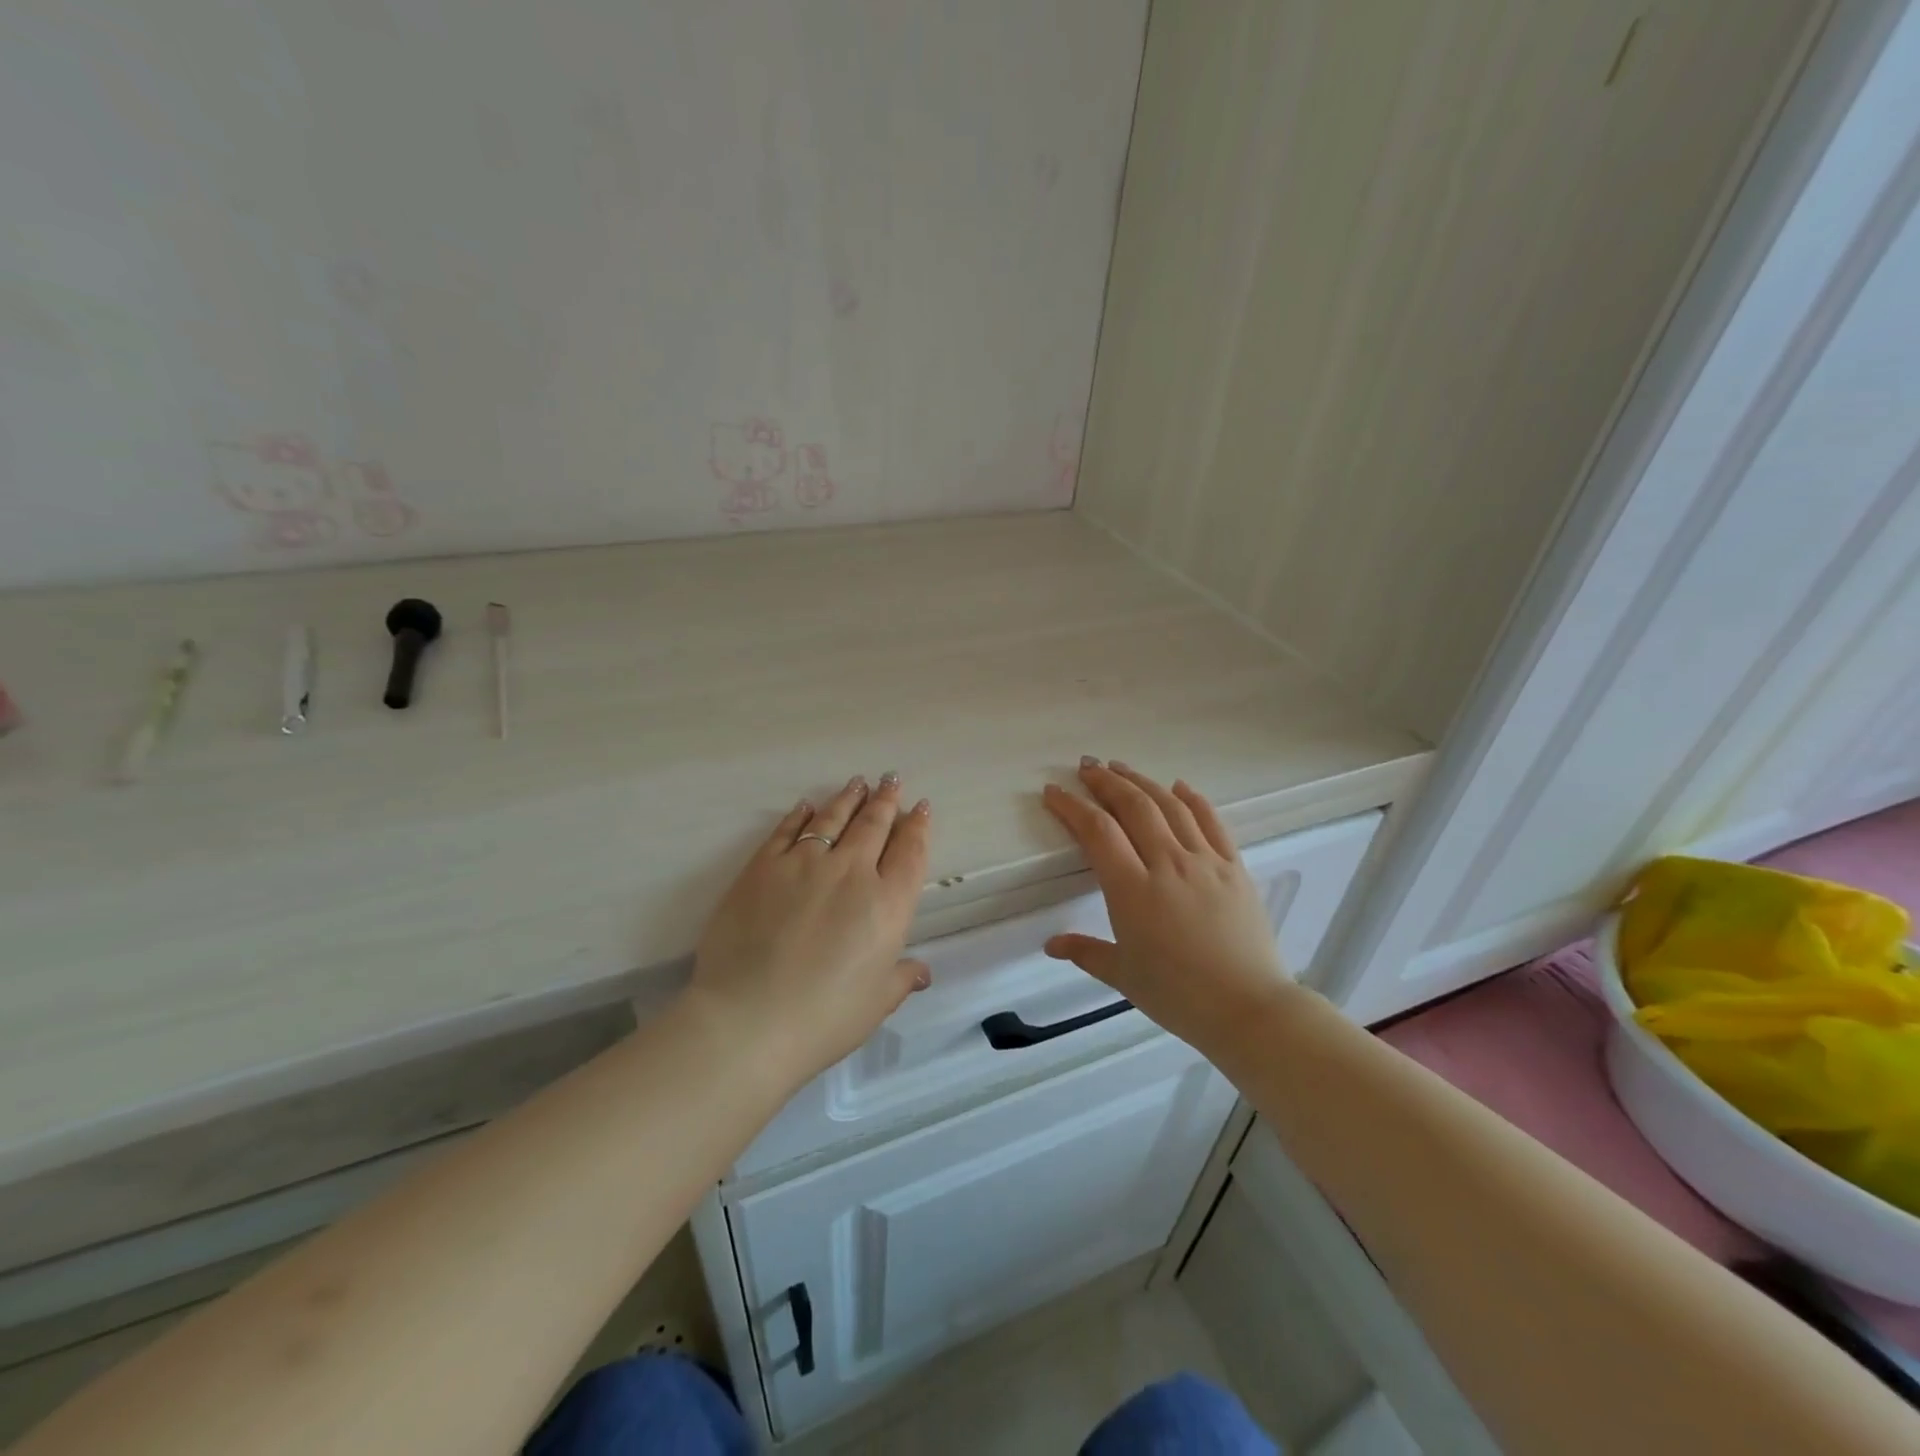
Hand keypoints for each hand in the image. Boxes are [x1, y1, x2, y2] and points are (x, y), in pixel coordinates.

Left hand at [685, 773, 932, 1089]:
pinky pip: (786, 831)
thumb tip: (921, 972)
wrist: (749, 1020)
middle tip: (891, 780)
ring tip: (857, 783)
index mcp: (888, 904)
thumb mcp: (876, 1003)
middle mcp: (851, 872)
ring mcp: (804, 864)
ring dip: (848, 799)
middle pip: (874, 825)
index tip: (921, 807)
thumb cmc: (824, 1018)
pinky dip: (800, 815)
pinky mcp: (762, 867)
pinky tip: (807, 806)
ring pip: (832, 819)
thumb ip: (900, 978)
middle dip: (886, 800)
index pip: (910, 853)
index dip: (918, 827)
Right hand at [1041, 759, 1293, 1050]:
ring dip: (1142, 781)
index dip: (1072, 806)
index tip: (1054, 792)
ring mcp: (1205, 861)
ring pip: (1170, 806)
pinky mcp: (1234, 867)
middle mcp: (1167, 864)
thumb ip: (1085, 952)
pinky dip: (1193, 799)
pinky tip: (1179, 786)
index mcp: (1133, 890)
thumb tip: (1051, 944)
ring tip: (1121, 767)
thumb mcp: (1124, 976)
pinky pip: (1212, 822)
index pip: (1097, 832)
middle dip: (1105, 781)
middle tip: (1087, 766)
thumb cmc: (1179, 996)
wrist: (1249, 1009)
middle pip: (1133, 807)